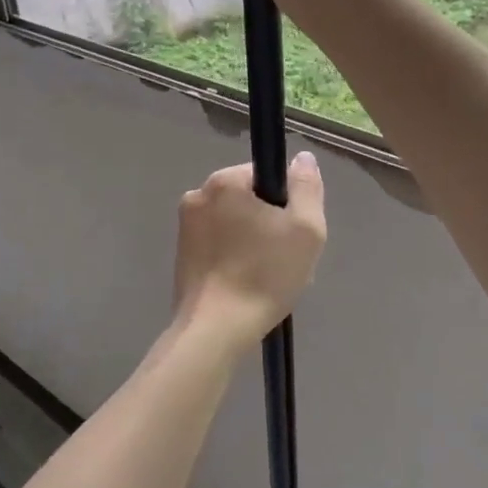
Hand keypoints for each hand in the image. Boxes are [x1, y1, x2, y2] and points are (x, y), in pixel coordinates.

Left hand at [172, 153, 327, 342]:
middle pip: (247, 199)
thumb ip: (307, 187)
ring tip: (267, 278)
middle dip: (269, 224)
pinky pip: (218, 245)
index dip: (286, 202)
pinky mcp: (181, 254)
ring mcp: (184, 226)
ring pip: (233, 224)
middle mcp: (198, 195)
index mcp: (224, 181)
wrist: (216, 329)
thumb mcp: (305, 229)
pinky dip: (234, 258)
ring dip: (252, 242)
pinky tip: (246, 285)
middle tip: (284, 260)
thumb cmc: (264, 274)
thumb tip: (301, 158)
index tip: (292, 233)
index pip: (265, 175)